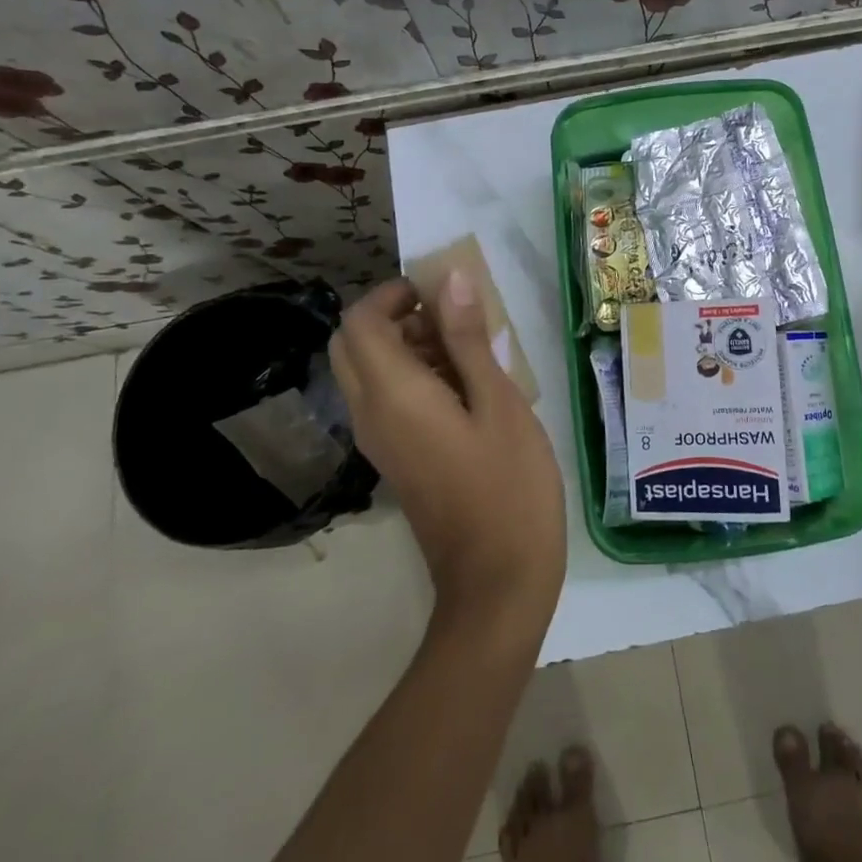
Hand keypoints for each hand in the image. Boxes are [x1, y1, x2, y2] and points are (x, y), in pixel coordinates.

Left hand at [330, 273, 565, 623]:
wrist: (497, 580)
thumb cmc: (508, 486)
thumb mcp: (499, 403)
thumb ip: (468, 341)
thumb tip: (451, 281)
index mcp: (393, 396)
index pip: (358, 323)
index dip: (391, 294)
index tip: (441, 293)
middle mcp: (371, 415)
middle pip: (352, 345)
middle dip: (394, 318)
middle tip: (452, 319)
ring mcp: (381, 442)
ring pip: (368, 373)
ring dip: (407, 347)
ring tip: (471, 351)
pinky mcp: (397, 459)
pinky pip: (387, 402)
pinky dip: (414, 378)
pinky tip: (468, 389)